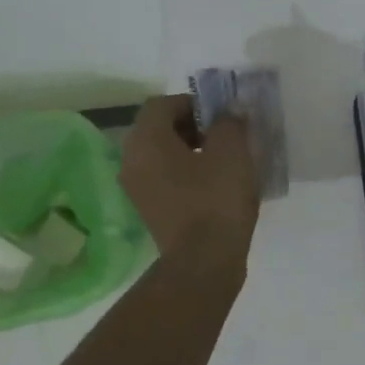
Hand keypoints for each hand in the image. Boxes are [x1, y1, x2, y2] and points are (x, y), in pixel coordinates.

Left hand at [119, 95, 260, 264]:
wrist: (204, 261)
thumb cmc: (216, 200)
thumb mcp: (232, 153)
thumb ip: (230, 123)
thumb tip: (231, 110)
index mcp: (146, 140)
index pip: (163, 104)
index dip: (195, 103)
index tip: (224, 116)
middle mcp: (131, 160)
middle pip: (159, 129)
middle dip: (193, 127)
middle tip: (227, 136)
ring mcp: (137, 188)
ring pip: (163, 155)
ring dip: (191, 151)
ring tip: (225, 161)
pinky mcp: (150, 210)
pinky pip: (167, 178)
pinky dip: (188, 174)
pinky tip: (216, 186)